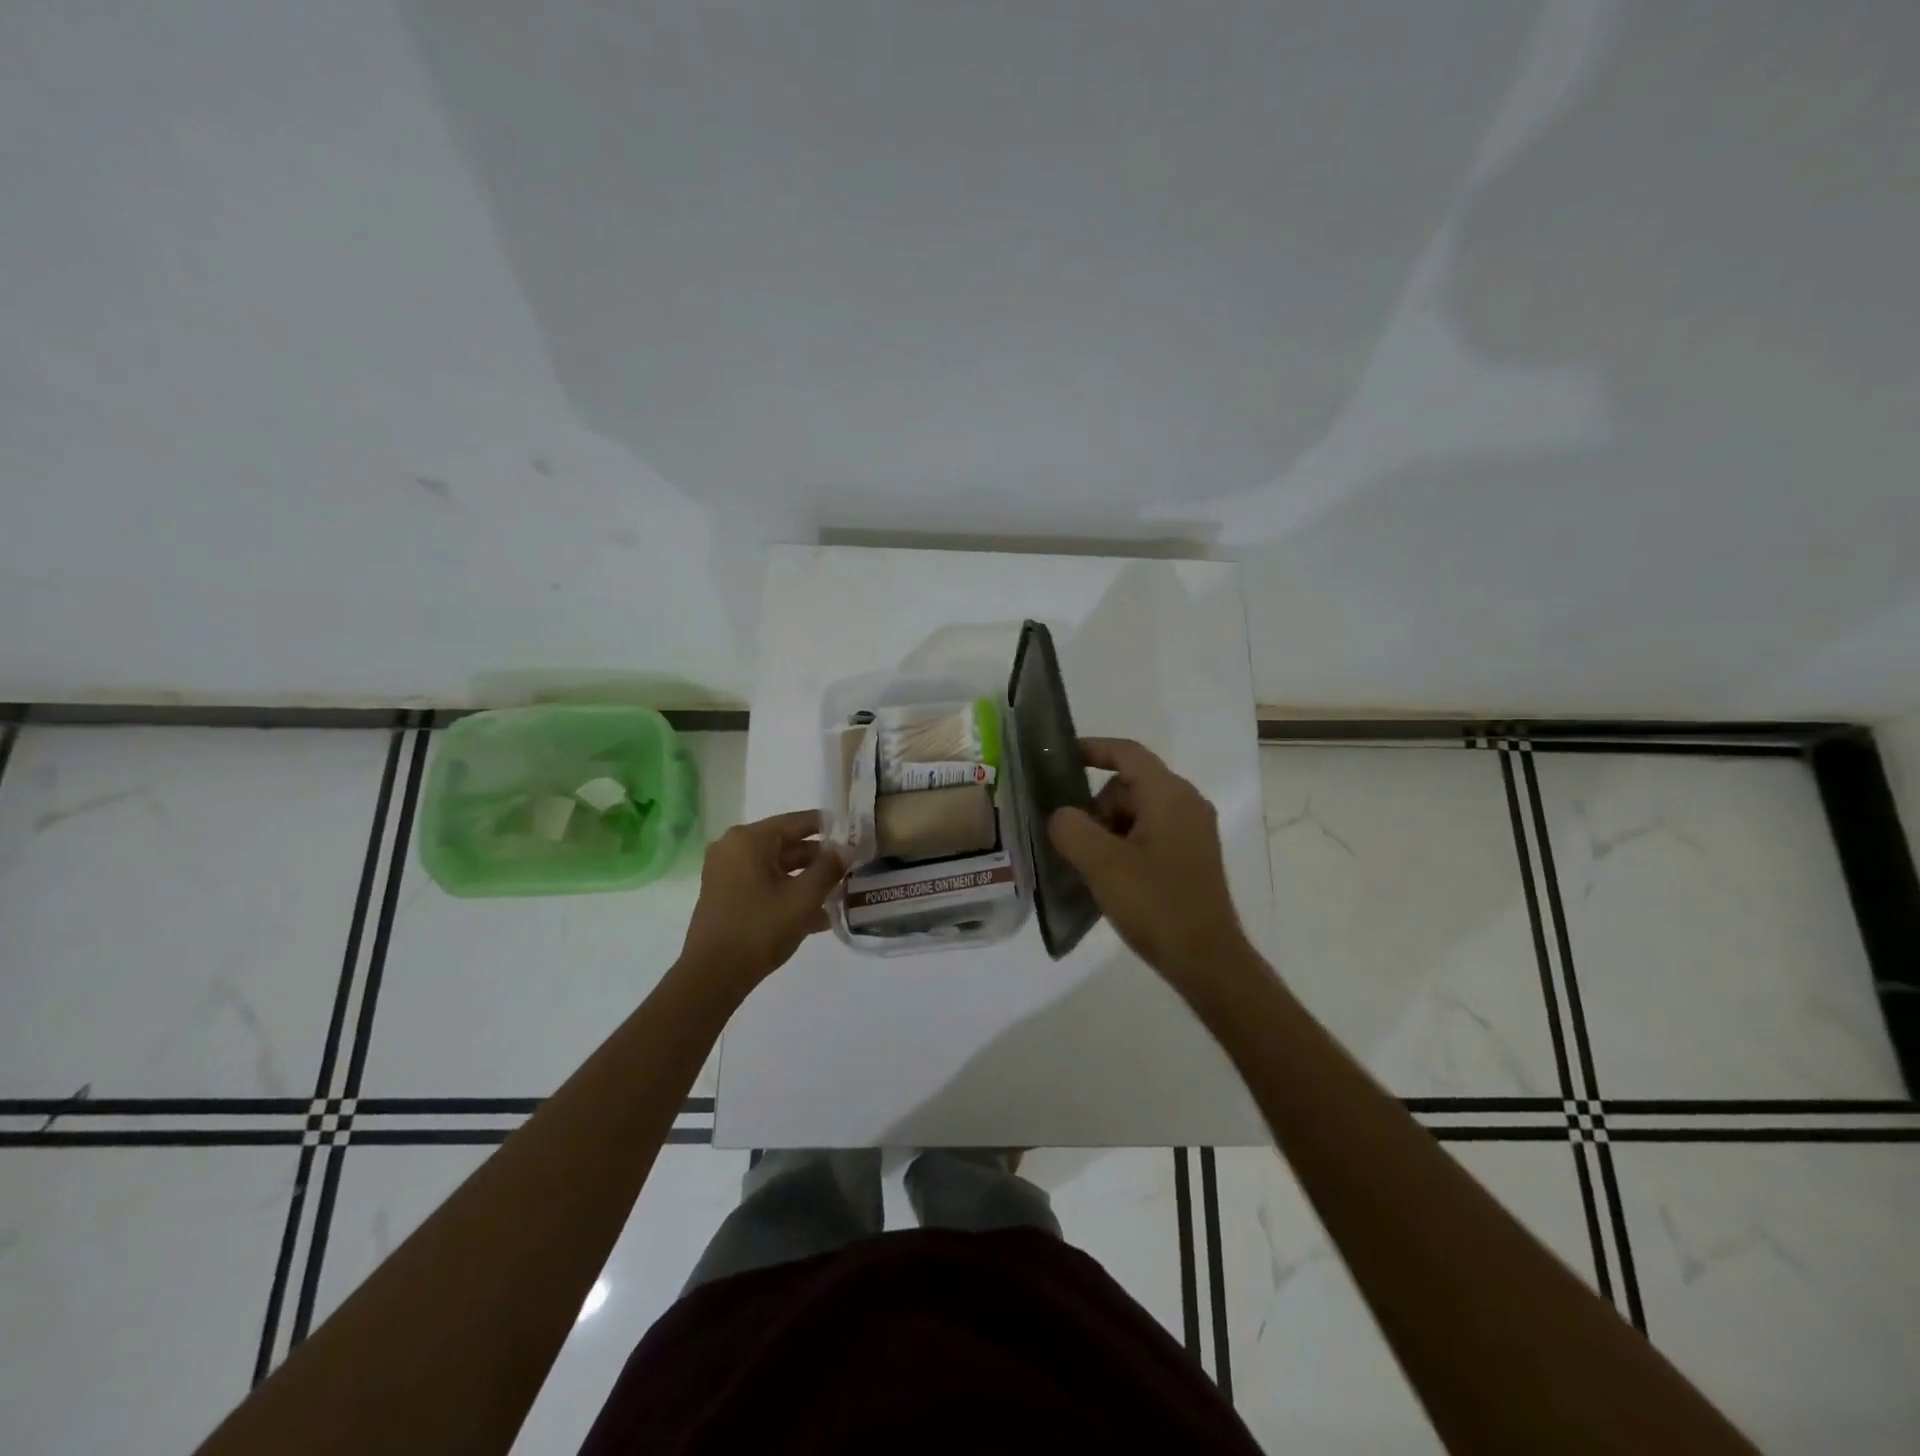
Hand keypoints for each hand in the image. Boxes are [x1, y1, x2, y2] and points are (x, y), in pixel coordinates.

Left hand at [679, 810, 843, 994]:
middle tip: (851, 868)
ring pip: (776, 867)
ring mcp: (726, 872)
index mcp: (749, 840)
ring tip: (839, 893)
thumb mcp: (803, 897)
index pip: (797, 822)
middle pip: (786, 844)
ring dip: (806, 879)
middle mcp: (734, 848)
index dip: (829, 828)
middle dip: (819, 858)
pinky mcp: (725, 895)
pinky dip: (787, 892)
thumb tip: (846, 850)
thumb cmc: (760, 929)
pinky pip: (764, 884)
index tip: (855, 834)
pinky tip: (817, 915)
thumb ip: (828, 868)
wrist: (713, 977)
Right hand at [1048, 738, 1253, 987]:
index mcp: (1170, 795)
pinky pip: (1148, 834)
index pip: (1127, 753)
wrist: (1206, 960)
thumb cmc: (1156, 905)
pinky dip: (1124, 846)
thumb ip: (1071, 828)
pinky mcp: (1191, 856)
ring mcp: (1192, 831)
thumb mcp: (1102, 864)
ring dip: (1107, 831)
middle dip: (1096, 807)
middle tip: (1075, 844)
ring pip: (1136, 812)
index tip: (1059, 758)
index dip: (1092, 749)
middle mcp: (1187, 804)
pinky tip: (1110, 878)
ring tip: (1091, 868)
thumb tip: (1061, 816)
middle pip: (1127, 786)